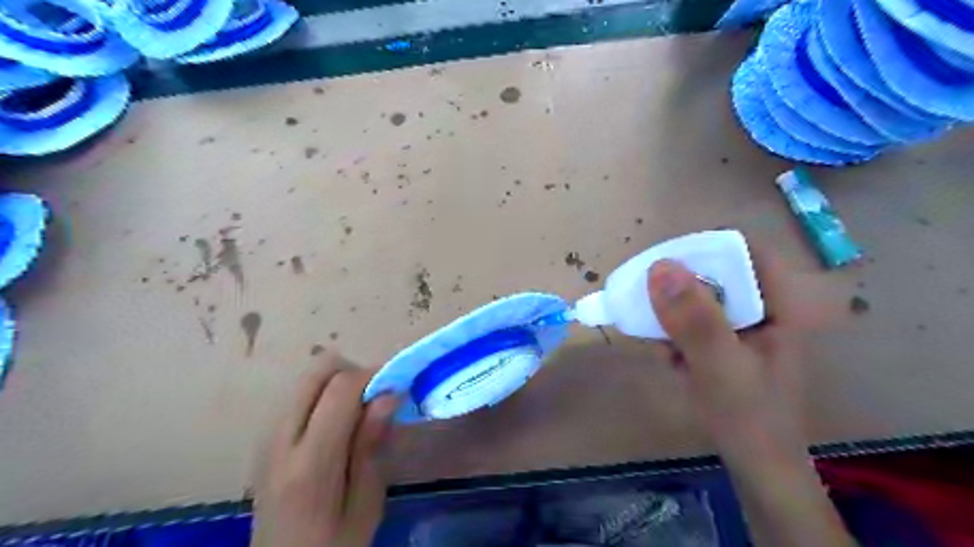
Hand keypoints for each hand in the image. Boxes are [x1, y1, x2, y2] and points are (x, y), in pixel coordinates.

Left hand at [255, 355, 402, 546]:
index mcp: (310, 463)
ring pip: (306, 380)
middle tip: (376, 398)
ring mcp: (266, 438)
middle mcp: (280, 440)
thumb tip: (389, 393)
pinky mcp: (264, 440)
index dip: (373, 375)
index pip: (340, 389)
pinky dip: (324, 396)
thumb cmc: (334, 545)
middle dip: (353, 372)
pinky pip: (298, 397)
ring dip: (338, 383)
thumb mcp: (366, 504)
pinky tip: (337, 426)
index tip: (397, 385)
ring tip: (359, 414)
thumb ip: (371, 445)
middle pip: (316, 371)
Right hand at [650, 249, 802, 458]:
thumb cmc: (749, 418)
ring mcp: (742, 329)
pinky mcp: (724, 346)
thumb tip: (660, 266)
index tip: (667, 261)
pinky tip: (669, 359)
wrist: (757, 469)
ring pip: (699, 300)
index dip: (707, 248)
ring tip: (659, 341)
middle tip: (649, 302)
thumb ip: (694, 319)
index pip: (746, 252)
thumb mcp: (720, 366)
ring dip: (672, 317)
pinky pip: (692, 325)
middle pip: (716, 275)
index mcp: (777, 306)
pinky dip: (674, 336)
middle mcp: (761, 310)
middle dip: (679, 290)